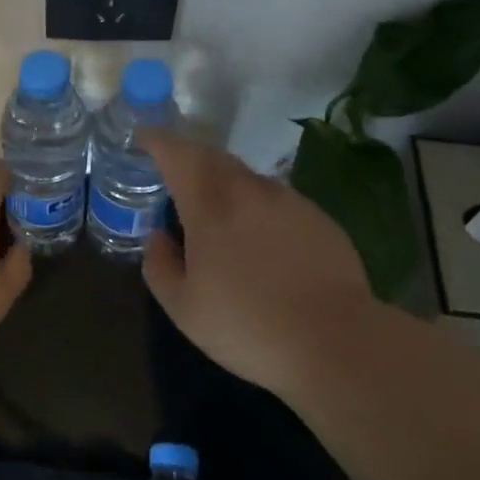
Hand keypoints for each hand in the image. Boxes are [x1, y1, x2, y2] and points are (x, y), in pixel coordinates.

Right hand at [141, 130, 372, 399]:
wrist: (336, 342)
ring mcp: (287, 200)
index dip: (156, 141)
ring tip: (216, 213)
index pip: (176, 154)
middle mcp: (248, 189)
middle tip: (174, 175)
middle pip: (211, 157)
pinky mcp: (317, 217)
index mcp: (209, 204)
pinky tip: (261, 241)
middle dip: (188, 158)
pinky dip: (256, 206)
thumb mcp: (184, 308)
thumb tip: (158, 237)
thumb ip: (160, 266)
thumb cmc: (247, 325)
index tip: (143, 138)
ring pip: (245, 177)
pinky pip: (275, 200)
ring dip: (223, 183)